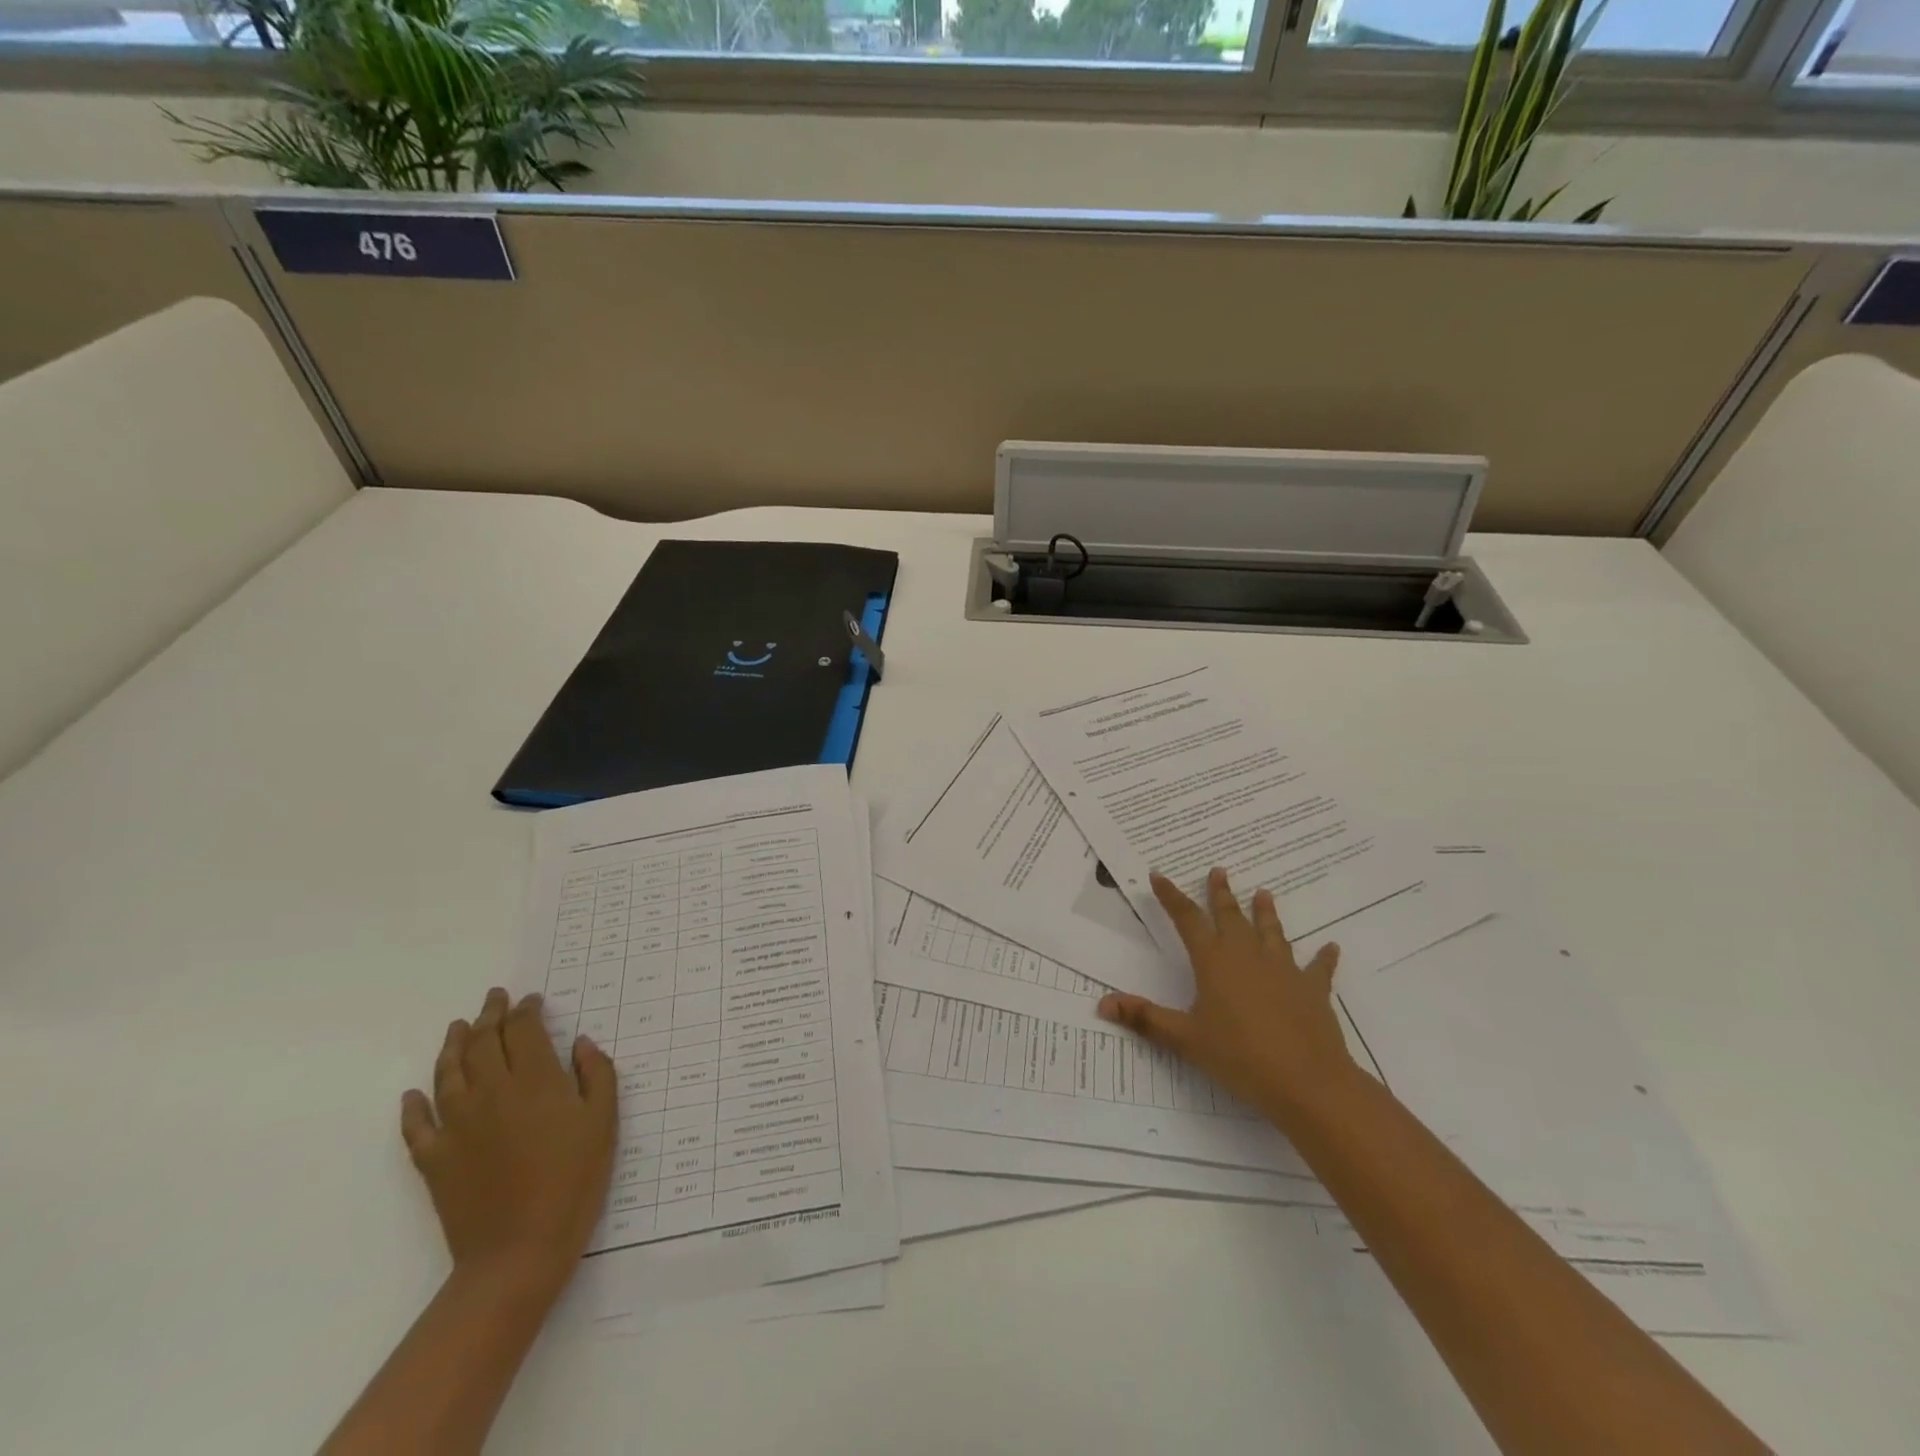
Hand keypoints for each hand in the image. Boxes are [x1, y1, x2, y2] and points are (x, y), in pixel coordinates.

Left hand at [400, 988, 616, 1294]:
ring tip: (457, 1027)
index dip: (526, 1010)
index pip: (523, 1030)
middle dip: (490, 1016)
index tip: (532, 1001)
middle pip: (484, 1042)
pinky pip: (417, 1125)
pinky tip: (414, 1094)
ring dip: (453, 1045)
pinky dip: (413, 1106)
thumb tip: (580, 1042)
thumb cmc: (574, 1180)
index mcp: (535, 1080)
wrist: (518, 1250)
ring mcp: (456, 1125)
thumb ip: (596, 1074)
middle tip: (495, 999)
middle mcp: (491, 1092)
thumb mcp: (604, 1122)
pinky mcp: (434, 1159)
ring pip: (449, 1072)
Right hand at [1097, 868, 1358, 1128]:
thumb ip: (1145, 1018)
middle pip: (1230, 916)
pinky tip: (1330, 947)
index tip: (1159, 875)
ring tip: (1264, 892)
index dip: (1171, 896)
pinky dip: (1323, 957)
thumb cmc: (1239, 1057)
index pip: (1186, 919)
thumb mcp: (1185, 1039)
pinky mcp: (1312, 989)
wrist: (1307, 1082)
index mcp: (1214, 961)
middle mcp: (1247, 956)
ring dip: (1266, 912)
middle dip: (1221, 893)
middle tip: (1219, 870)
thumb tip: (1103, 1003)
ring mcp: (1283, 970)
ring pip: (1272, 932)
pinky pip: (1318, 968)